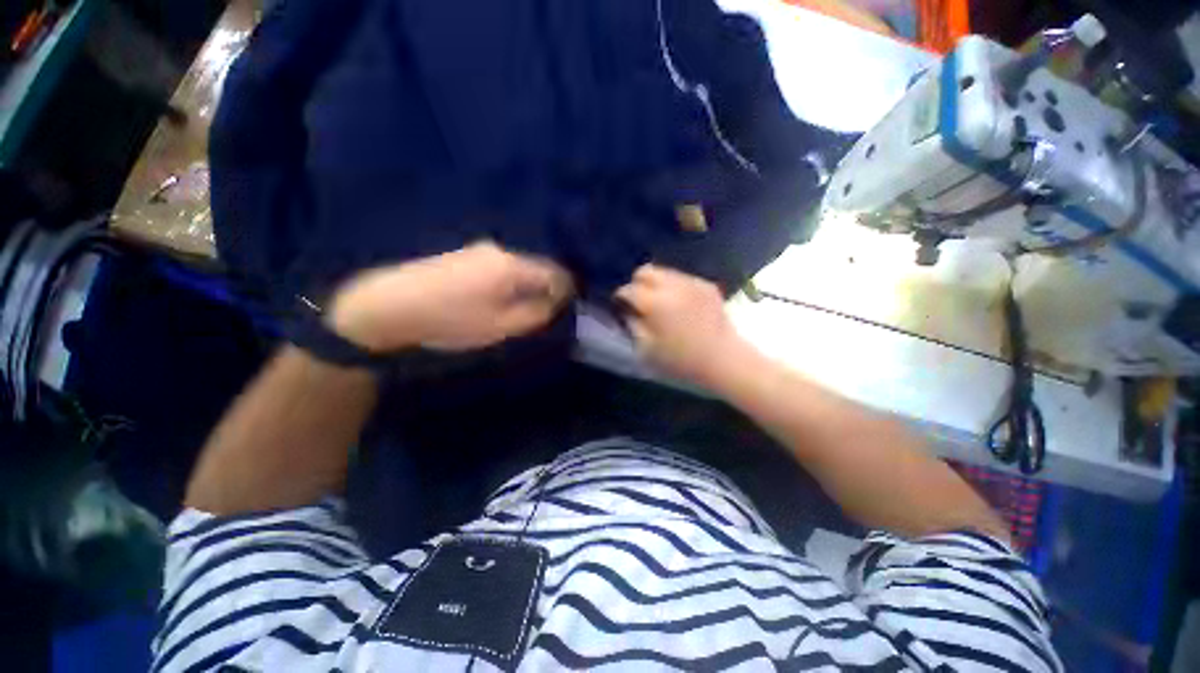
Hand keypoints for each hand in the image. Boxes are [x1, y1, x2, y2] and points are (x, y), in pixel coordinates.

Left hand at [329, 242, 573, 351]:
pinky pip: (498, 268)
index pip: (553, 273)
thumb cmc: (450, 320)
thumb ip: (534, 314)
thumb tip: (553, 304)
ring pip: (516, 268)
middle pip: (535, 268)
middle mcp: (499, 251)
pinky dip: (507, 283)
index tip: (567, 308)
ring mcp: (478, 251)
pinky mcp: (462, 256)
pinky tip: (494, 300)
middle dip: (544, 289)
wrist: (389, 306)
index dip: (565, 290)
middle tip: (543, 313)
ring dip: (525, 287)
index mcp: (511, 266)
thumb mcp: (500, 326)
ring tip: (518, 310)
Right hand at [615, 265, 748, 387]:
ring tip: (660, 303)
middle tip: (639, 301)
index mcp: (656, 303)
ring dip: (656, 284)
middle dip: (637, 283)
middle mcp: (673, 286)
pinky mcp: (706, 285)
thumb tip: (627, 310)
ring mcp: (692, 283)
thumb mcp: (647, 349)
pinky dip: (675, 287)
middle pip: (645, 271)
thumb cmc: (681, 359)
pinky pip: (682, 278)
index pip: (629, 289)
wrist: (723, 358)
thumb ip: (632, 324)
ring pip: (664, 271)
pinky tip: (680, 305)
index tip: (621, 307)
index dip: (621, 298)